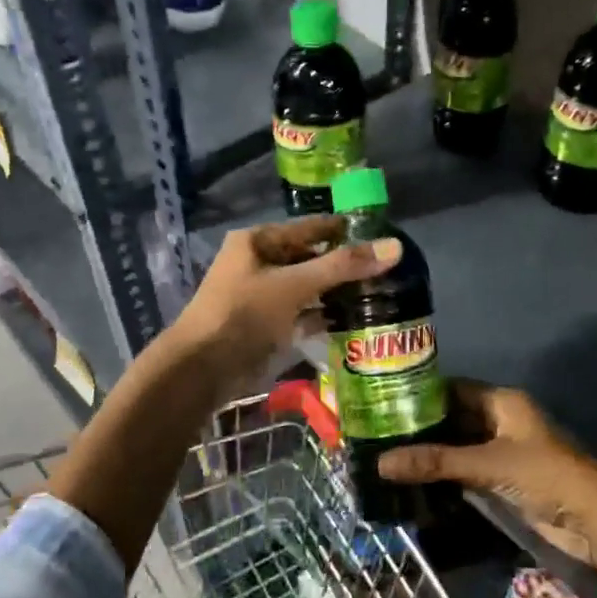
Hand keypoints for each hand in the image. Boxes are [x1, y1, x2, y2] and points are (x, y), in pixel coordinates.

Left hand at [170, 216, 399, 391]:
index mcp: (258, 241)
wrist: (201, 369)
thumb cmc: (244, 313)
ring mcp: (261, 296)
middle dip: (344, 265)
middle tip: (388, 270)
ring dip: (337, 292)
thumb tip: (395, 247)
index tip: (383, 236)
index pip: (310, 228)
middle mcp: (259, 263)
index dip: (344, 231)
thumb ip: (343, 266)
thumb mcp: (295, 284)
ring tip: (380, 294)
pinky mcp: (266, 326)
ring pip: (308, 287)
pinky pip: (302, 314)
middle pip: (310, 257)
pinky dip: (323, 317)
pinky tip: (354, 321)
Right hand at [380, 382, 596, 588]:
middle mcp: (501, 420)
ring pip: (459, 445)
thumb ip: (436, 462)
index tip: (384, 401)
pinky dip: (445, 474)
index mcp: (502, 402)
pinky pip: (467, 469)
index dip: (421, 393)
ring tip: (387, 456)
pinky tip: (415, 480)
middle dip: (422, 426)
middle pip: (454, 417)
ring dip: (431, 452)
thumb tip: (381, 463)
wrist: (592, 520)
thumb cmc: (544, 475)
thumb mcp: (487, 464)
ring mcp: (503, 451)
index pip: (453, 388)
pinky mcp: (504, 479)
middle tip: (378, 433)